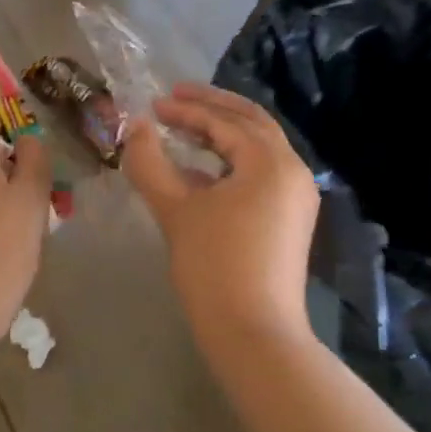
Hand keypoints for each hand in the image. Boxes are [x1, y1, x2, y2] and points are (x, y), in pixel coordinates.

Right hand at [124, 83, 320, 345]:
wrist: (254, 334)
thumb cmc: (214, 265)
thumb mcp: (175, 209)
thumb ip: (150, 162)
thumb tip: (134, 127)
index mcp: (270, 161)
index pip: (225, 122)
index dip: (186, 110)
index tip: (153, 105)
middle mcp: (292, 171)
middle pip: (251, 123)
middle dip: (213, 107)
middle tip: (176, 96)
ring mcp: (296, 197)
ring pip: (258, 148)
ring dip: (222, 134)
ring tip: (185, 129)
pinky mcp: (290, 219)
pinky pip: (260, 174)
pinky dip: (231, 163)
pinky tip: (200, 172)